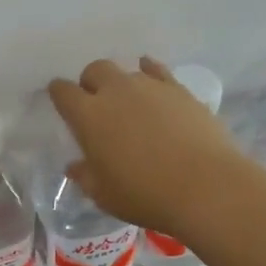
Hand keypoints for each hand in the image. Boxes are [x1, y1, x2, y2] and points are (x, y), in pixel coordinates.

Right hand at [47, 57, 239, 233]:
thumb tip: (75, 166)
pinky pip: (157, 71)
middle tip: (97, 105)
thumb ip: (85, 176)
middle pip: (94, 70)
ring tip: (130, 104)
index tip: (62, 103)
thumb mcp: (104, 195)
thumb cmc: (145, 195)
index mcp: (88, 115)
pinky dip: (149, 73)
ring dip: (121, 83)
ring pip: (127, 70)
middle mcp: (115, 91)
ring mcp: (149, 86)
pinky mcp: (179, 89)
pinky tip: (152, 83)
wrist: (206, 187)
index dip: (59, 94)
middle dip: (91, 83)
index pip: (63, 91)